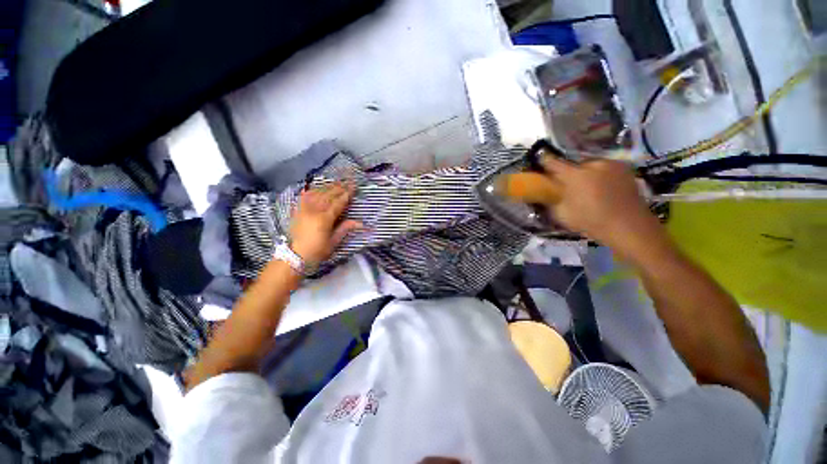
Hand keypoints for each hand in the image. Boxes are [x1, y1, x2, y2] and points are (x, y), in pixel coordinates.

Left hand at [289, 182, 361, 263]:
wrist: (294, 256)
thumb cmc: (317, 251)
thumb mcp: (334, 242)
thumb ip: (345, 229)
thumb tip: (360, 223)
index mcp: (325, 219)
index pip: (338, 202)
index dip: (347, 194)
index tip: (354, 187)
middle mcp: (314, 210)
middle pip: (328, 195)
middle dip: (339, 187)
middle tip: (348, 181)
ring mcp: (304, 209)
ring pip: (317, 193)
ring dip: (327, 187)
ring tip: (336, 183)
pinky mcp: (297, 210)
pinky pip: (304, 196)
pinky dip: (311, 190)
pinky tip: (316, 187)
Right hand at [513, 157, 666, 256]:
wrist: (629, 226)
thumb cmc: (590, 221)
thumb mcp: (561, 214)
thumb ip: (550, 199)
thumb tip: (543, 191)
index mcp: (574, 175)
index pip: (552, 162)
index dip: (543, 163)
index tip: (540, 166)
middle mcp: (592, 164)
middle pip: (572, 164)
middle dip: (567, 173)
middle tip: (566, 185)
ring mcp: (610, 164)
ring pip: (589, 165)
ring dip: (584, 173)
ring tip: (586, 188)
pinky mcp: (623, 168)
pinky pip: (604, 168)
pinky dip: (599, 174)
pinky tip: (602, 188)